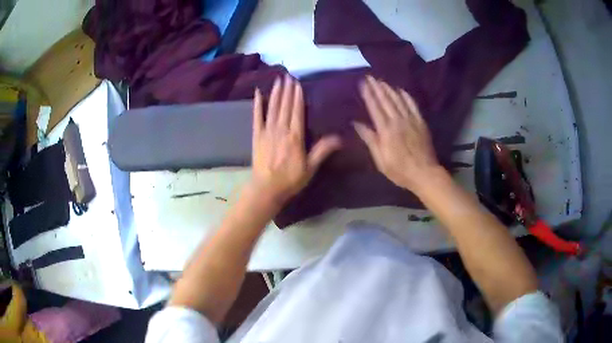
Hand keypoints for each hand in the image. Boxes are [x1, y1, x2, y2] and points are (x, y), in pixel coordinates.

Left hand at [250, 75, 340, 203]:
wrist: (266, 189)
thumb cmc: (290, 179)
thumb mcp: (310, 167)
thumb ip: (323, 150)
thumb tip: (339, 137)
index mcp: (295, 136)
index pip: (297, 111)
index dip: (298, 96)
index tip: (298, 83)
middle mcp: (281, 129)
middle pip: (285, 106)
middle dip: (287, 90)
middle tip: (288, 75)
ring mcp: (267, 131)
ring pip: (273, 108)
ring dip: (276, 93)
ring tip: (278, 80)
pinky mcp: (256, 136)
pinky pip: (256, 117)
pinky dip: (257, 104)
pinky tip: (258, 93)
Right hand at [354, 76, 440, 193]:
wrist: (425, 173)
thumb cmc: (399, 170)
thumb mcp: (380, 159)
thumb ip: (370, 139)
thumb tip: (356, 123)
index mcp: (386, 130)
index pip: (375, 107)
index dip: (368, 94)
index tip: (362, 83)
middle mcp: (397, 121)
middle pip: (386, 100)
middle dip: (377, 87)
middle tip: (370, 76)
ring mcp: (411, 120)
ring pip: (398, 100)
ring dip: (389, 89)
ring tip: (382, 80)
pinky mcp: (421, 122)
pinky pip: (413, 105)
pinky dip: (406, 96)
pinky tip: (401, 90)